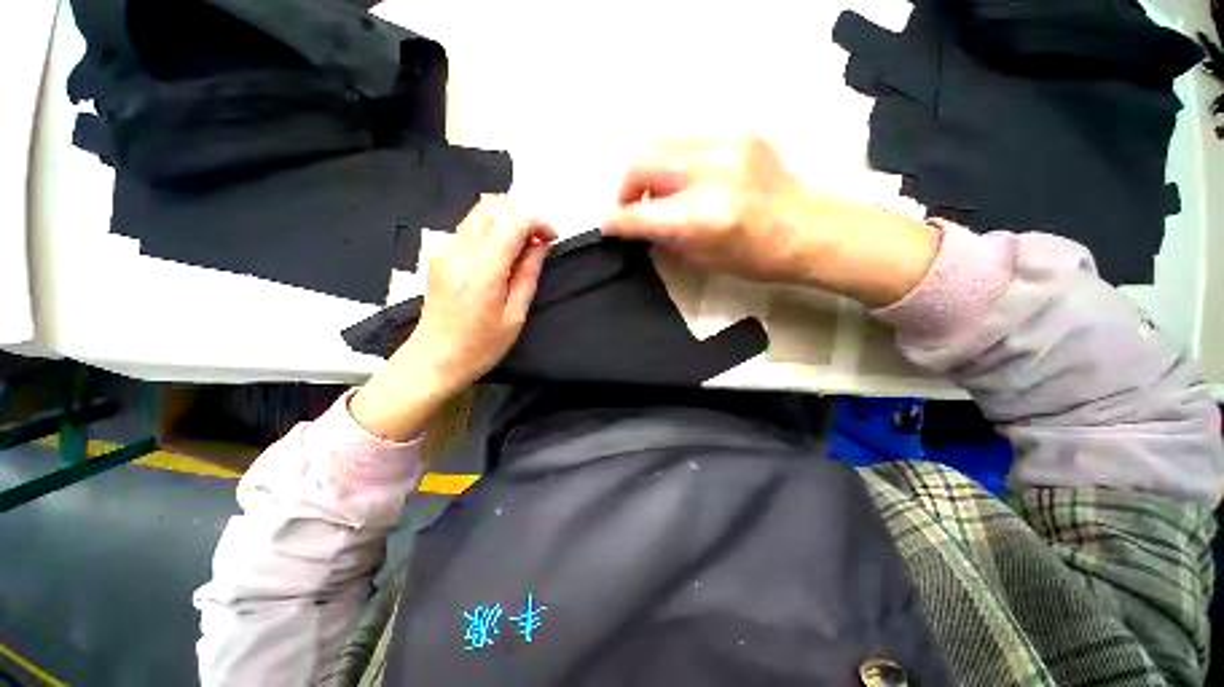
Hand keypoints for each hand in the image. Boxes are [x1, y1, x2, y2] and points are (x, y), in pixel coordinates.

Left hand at [351, 196, 554, 440]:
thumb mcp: (515, 315)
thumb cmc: (481, 346)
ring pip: (479, 212)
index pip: (511, 223)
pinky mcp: (441, 256)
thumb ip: (529, 275)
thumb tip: (542, 245)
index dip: (537, 222)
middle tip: (540, 239)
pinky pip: (470, 228)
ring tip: (525, 246)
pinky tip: (505, 253)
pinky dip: (493, 229)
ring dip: (508, 220)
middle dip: (522, 215)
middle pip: (492, 206)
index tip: (553, 237)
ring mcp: (446, 251)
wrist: (434, 359)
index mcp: (482, 271)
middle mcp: (459, 252)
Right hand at [604, 137, 818, 282]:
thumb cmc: (756, 258)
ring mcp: (727, 144)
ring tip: (657, 191)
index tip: (607, 226)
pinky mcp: (740, 133)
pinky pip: (688, 139)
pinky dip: (675, 159)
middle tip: (632, 206)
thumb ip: (664, 238)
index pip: (640, 213)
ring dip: (648, 169)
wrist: (809, 230)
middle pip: (642, 163)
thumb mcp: (702, 259)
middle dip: (625, 187)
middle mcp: (711, 172)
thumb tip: (639, 226)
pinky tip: (684, 177)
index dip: (617, 220)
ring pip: (661, 142)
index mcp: (703, 216)